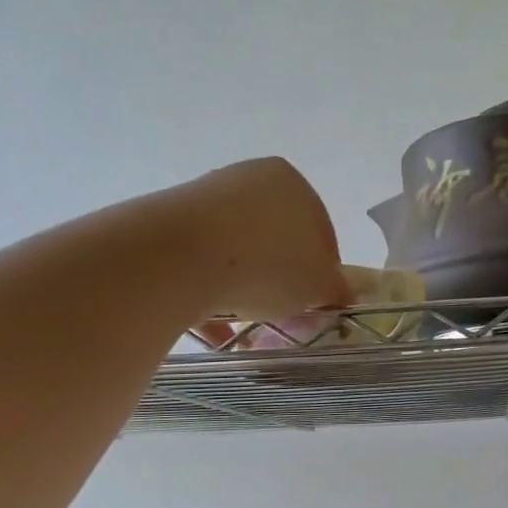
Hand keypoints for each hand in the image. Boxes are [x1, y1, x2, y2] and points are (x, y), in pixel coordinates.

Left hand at [166, 158, 348, 325]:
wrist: (176, 259)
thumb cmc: (266, 263)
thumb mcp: (318, 284)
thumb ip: (336, 288)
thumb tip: (339, 293)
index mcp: (290, 182)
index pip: (321, 229)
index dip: (325, 271)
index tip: (320, 303)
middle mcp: (247, 180)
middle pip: (277, 238)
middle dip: (283, 279)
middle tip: (287, 315)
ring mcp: (203, 199)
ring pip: (238, 253)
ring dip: (247, 287)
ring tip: (250, 325)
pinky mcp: (167, 226)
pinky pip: (201, 266)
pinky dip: (211, 294)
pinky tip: (216, 328)